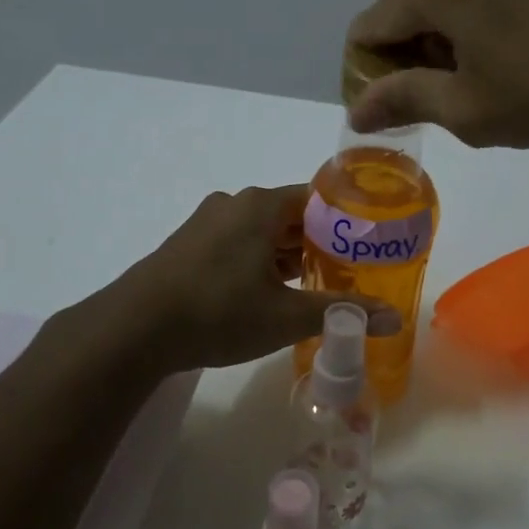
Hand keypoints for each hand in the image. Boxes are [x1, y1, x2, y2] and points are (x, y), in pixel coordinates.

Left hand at [113, 185, 402, 371]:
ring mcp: (207, 223)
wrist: (134, 329)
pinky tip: (273, 292)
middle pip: (291, 215)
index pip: (318, 198)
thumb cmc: (218, 313)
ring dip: (290, 254)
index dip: (347, 221)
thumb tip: (394, 318)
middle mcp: (234, 203)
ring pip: (263, 232)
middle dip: (321, 242)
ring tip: (318, 284)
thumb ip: (340, 312)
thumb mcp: (286, 316)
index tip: (370, 245)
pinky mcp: (189, 245)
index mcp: (260, 206)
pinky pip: (238, 244)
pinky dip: (261, 261)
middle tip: (352, 270)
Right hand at [346, 0, 528, 149]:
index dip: (365, 72)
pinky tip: (501, 50)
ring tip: (466, 71)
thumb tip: (357, 111)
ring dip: (431, 22)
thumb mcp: (469, 109)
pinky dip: (465, 9)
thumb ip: (405, 100)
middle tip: (424, 84)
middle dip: (395, 36)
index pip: (369, 25)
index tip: (385, 111)